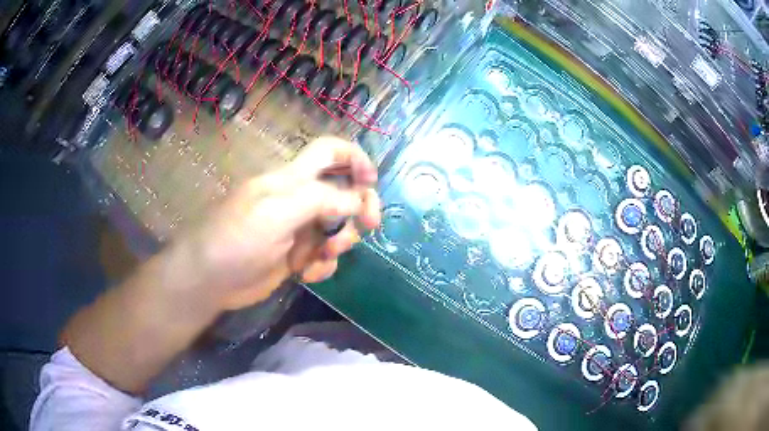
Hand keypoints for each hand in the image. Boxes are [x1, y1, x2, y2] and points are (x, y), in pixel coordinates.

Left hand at [180, 136, 380, 310]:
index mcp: (292, 179)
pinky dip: (323, 265)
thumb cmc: (236, 239)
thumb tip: (356, 201)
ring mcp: (297, 229)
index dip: (354, 157)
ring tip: (321, 257)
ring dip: (340, 241)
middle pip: (343, 191)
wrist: (209, 280)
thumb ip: (319, 201)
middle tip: (368, 226)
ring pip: (337, 227)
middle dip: (359, 206)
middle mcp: (298, 200)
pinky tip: (307, 275)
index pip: (328, 151)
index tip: (370, 181)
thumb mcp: (276, 214)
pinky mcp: (295, 256)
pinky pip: (324, 255)